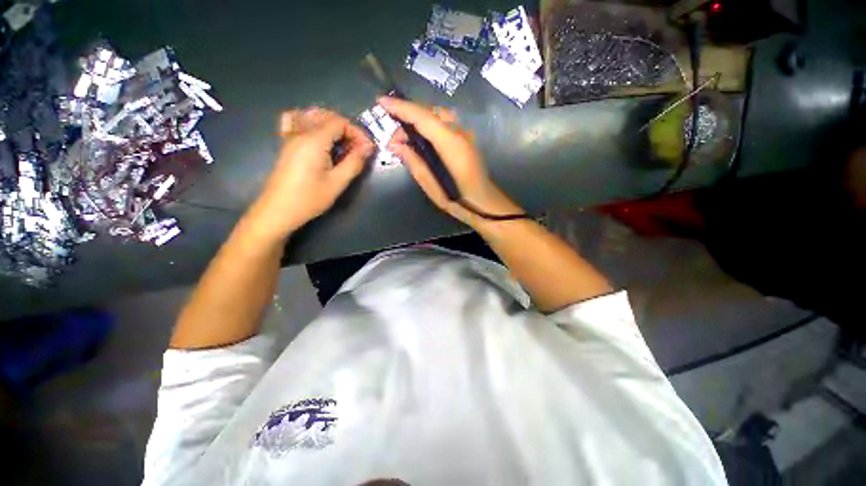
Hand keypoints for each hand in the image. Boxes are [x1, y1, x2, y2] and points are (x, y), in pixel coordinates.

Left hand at [247, 108, 373, 239]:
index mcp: (314, 141)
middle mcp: (301, 133)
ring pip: (313, 117)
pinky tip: (318, 135)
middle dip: (347, 129)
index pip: (339, 122)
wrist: (279, 210)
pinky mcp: (286, 145)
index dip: (357, 132)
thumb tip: (368, 148)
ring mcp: (290, 137)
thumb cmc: (310, 198)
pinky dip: (311, 122)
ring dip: (332, 125)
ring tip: (343, 143)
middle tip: (358, 148)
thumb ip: (354, 163)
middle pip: (327, 117)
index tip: (367, 149)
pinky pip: (296, 121)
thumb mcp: (337, 183)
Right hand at [378, 97, 521, 226]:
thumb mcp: (432, 187)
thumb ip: (414, 163)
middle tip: (394, 138)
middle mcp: (459, 133)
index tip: (381, 102)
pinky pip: (444, 124)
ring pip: (437, 116)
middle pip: (430, 112)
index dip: (401, 108)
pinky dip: (428, 127)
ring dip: (418, 121)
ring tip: (405, 140)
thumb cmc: (458, 201)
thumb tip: (396, 145)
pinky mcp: (466, 140)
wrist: (485, 204)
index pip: (423, 117)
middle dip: (408, 117)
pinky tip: (421, 141)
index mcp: (451, 144)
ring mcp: (465, 135)